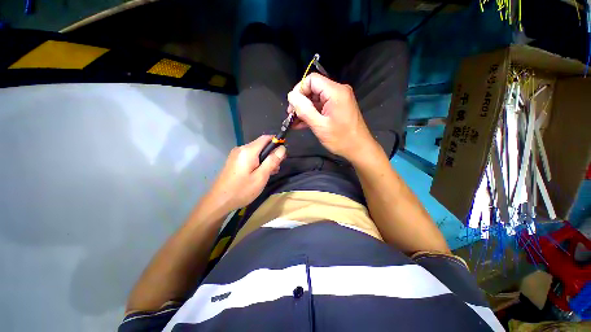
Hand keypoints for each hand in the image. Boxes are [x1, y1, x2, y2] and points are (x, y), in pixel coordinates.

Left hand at [205, 135, 285, 211]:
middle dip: (271, 154)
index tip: (283, 153)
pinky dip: (258, 163)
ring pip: (256, 153)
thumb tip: (282, 148)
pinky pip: (249, 158)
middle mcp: (241, 149)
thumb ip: (272, 161)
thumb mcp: (261, 177)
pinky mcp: (234, 162)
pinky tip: (260, 173)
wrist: (218, 201)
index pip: (265, 138)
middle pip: (261, 145)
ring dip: (265, 160)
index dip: (276, 142)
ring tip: (270, 173)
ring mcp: (236, 155)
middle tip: (277, 168)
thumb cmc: (241, 190)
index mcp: (248, 151)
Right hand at [287, 73, 375, 161]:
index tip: (292, 107)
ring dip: (304, 110)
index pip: (312, 80)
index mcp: (335, 92)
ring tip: (294, 122)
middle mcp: (338, 91)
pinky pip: (321, 106)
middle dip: (300, 102)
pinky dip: (312, 114)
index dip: (299, 90)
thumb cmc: (341, 139)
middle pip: (313, 89)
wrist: (359, 149)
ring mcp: (338, 100)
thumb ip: (304, 110)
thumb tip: (291, 96)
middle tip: (291, 116)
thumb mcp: (320, 126)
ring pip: (316, 99)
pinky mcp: (337, 108)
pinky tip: (301, 124)